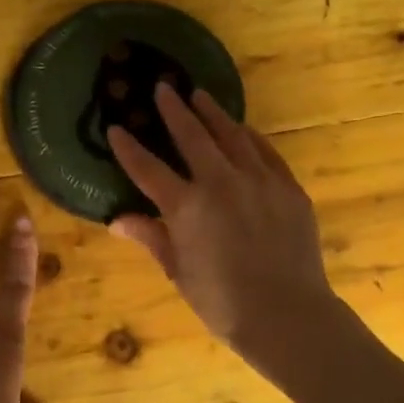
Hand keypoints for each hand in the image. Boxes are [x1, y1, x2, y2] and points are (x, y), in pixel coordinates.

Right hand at [106, 85, 336, 365]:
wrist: (286, 315)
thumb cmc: (223, 303)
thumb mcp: (179, 273)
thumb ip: (152, 238)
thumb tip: (117, 220)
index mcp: (186, 207)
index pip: (148, 168)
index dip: (128, 148)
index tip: (115, 128)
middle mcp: (221, 183)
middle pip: (192, 136)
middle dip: (174, 109)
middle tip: (163, 87)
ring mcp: (259, 181)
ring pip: (232, 135)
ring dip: (213, 113)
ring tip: (200, 95)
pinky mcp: (288, 188)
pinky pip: (265, 152)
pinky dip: (250, 137)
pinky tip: (242, 129)